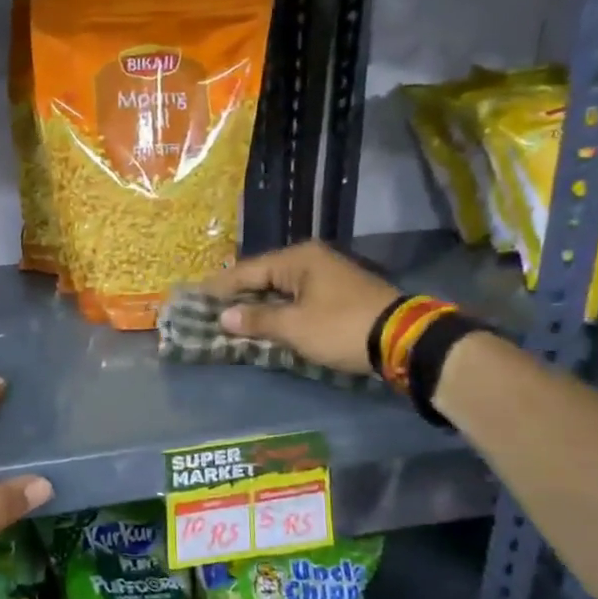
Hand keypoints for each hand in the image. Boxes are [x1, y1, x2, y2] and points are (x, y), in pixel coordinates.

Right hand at [202, 242, 400, 376]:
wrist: (404, 339)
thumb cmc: (341, 327)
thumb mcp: (294, 326)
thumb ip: (257, 320)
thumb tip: (224, 317)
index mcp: (297, 259)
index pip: (246, 270)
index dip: (219, 287)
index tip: (193, 298)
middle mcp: (310, 260)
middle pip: (262, 276)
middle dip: (236, 295)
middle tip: (208, 309)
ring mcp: (326, 276)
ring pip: (279, 288)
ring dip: (257, 304)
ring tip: (229, 317)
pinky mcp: (337, 295)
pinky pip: (295, 298)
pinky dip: (277, 310)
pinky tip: (263, 321)